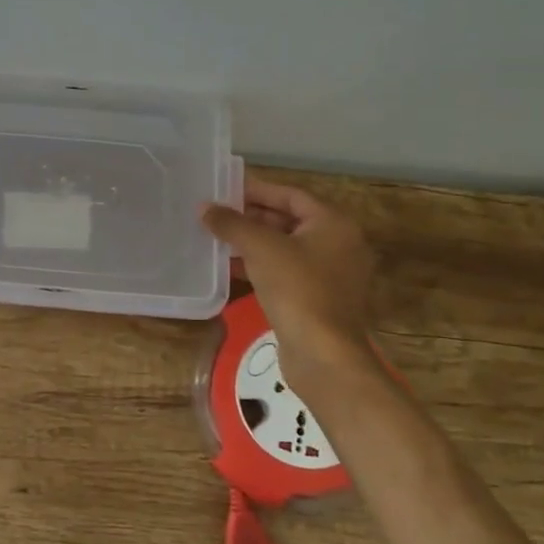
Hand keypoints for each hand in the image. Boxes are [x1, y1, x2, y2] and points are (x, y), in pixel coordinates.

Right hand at [200, 177, 381, 395]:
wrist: (323, 354)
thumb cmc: (297, 289)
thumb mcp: (260, 248)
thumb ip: (231, 223)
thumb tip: (204, 207)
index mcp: (334, 224)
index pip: (291, 195)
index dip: (256, 189)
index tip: (224, 189)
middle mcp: (339, 244)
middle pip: (290, 220)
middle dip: (252, 216)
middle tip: (217, 214)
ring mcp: (331, 275)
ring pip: (286, 248)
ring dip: (253, 242)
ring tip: (218, 238)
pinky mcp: (319, 300)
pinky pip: (287, 272)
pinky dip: (261, 266)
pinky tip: (231, 268)